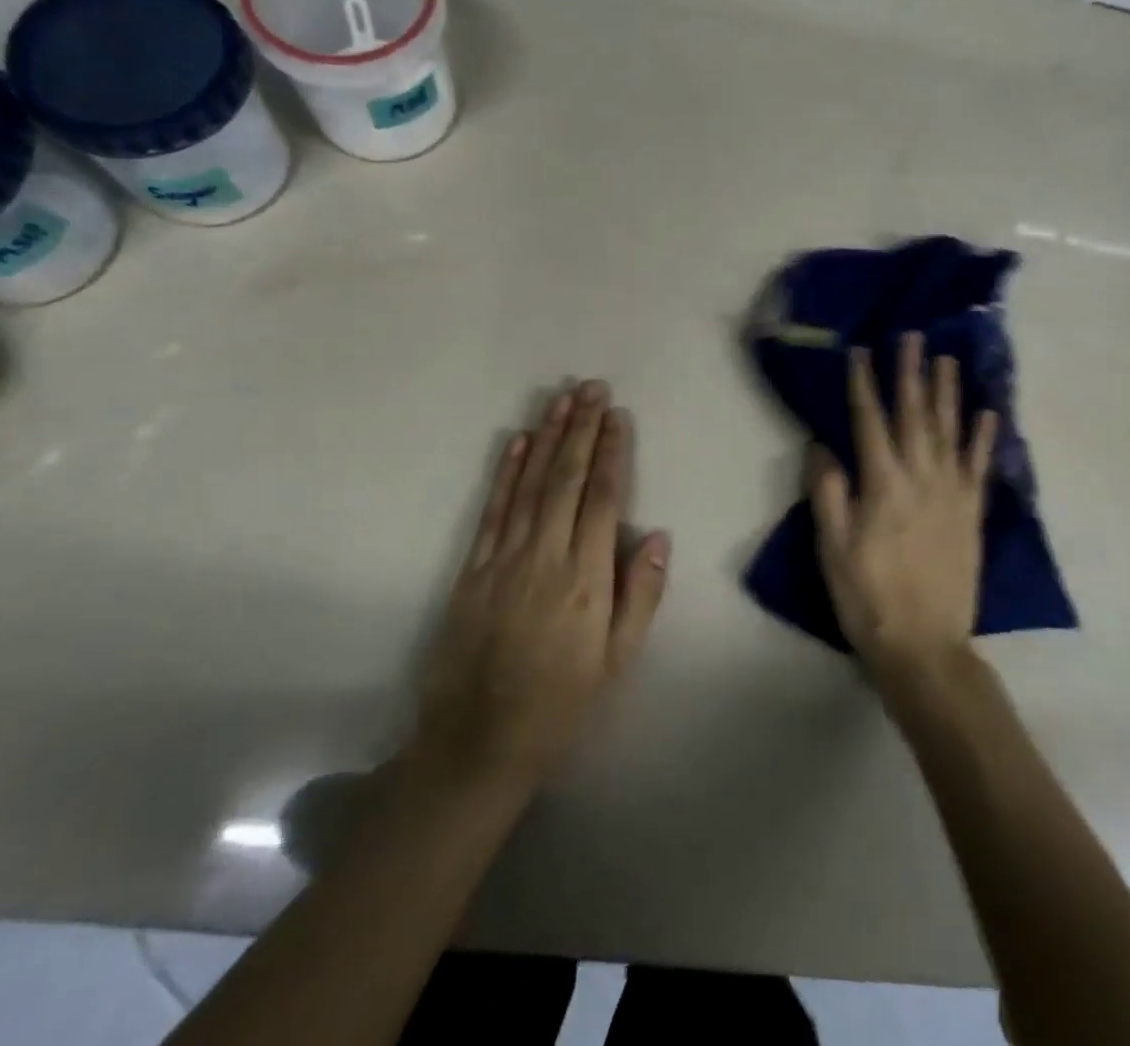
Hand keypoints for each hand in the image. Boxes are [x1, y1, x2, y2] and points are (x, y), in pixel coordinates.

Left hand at [410, 381, 669, 794]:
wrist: (477, 742)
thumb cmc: (560, 704)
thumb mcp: (616, 662)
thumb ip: (639, 596)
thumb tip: (656, 535)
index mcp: (585, 579)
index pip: (602, 499)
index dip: (611, 452)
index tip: (617, 415)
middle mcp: (545, 557)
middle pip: (566, 480)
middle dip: (581, 429)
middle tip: (592, 387)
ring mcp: (503, 559)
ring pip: (529, 484)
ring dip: (547, 437)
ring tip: (561, 399)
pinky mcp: (472, 568)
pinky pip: (493, 509)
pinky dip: (506, 472)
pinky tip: (517, 442)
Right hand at [809, 333, 996, 685]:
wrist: (924, 645)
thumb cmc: (867, 596)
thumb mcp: (832, 548)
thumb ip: (828, 492)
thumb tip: (822, 445)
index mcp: (882, 484)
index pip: (870, 421)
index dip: (864, 383)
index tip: (862, 351)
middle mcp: (921, 478)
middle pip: (914, 415)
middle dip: (911, 373)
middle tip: (912, 336)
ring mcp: (952, 494)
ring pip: (950, 431)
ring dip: (948, 392)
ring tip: (946, 359)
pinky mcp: (971, 513)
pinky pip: (979, 466)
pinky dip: (984, 437)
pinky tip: (988, 412)